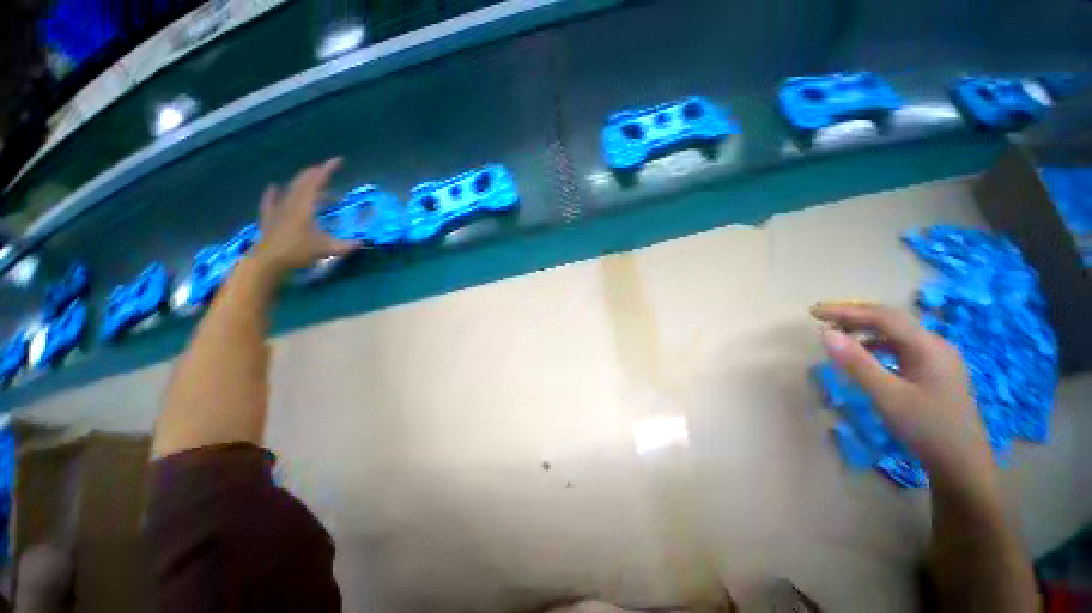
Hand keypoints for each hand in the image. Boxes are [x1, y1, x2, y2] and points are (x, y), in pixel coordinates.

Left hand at [253, 158, 357, 275]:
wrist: (268, 261)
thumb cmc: (298, 252)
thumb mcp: (327, 249)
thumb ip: (346, 245)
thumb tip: (362, 243)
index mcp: (305, 205)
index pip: (317, 181)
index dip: (328, 169)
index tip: (338, 160)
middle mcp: (291, 202)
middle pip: (303, 181)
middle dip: (316, 173)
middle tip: (328, 171)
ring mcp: (278, 209)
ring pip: (290, 189)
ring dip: (303, 183)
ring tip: (314, 183)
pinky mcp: (270, 218)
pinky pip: (270, 201)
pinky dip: (273, 193)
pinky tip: (273, 187)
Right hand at [811, 302, 997, 495]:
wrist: (963, 465)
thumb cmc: (926, 428)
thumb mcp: (887, 396)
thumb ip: (857, 363)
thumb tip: (825, 333)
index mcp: (928, 346)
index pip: (883, 316)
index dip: (845, 310)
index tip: (813, 313)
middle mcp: (935, 345)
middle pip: (890, 321)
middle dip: (854, 317)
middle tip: (821, 320)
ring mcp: (937, 358)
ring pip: (895, 334)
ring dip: (864, 331)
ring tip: (837, 338)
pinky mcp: (934, 371)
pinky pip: (900, 349)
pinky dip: (876, 346)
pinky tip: (863, 358)